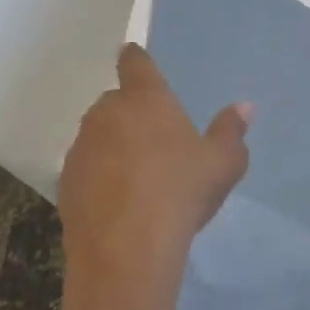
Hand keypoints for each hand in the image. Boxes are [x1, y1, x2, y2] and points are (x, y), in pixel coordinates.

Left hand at [56, 45, 251, 309]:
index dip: (137, 59)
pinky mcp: (65, 183)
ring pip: (99, 135)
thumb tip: (244, 107)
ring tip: (140, 174)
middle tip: (157, 137)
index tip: (136, 58)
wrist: (126, 251)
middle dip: (132, 112)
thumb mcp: (223, 163)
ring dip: (115, 145)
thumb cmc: (181, 192)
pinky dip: (101, 175)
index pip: (135, 63)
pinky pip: (87, 167)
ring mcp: (81, 149)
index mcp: (145, 99)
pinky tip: (121, 201)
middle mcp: (106, 114)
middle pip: (116, 101)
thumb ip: (232, 130)